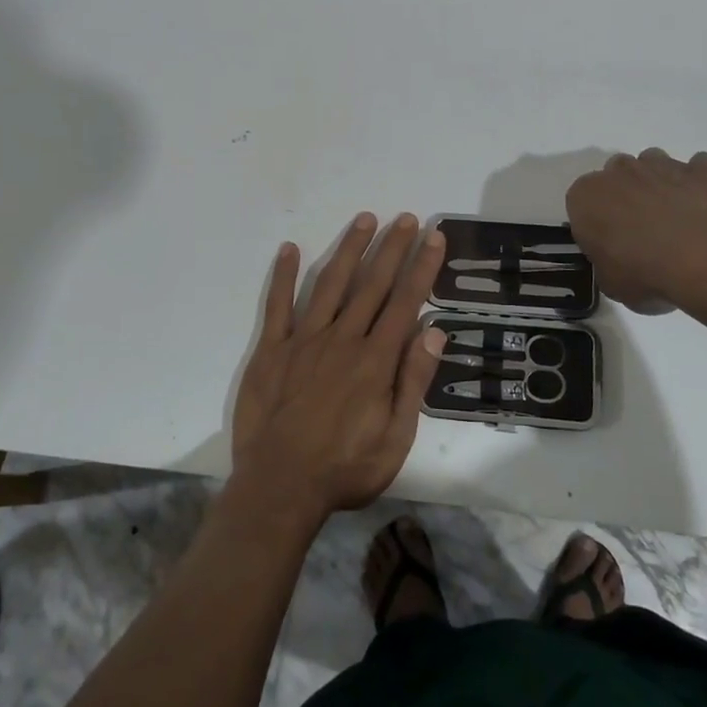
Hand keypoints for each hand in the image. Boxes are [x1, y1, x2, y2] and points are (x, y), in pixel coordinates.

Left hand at [231, 213, 446, 525]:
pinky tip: (291, 249)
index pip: (405, 302)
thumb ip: (414, 382)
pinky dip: (284, 276)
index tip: (434, 237)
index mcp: (375, 360)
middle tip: (407, 218)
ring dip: (349, 250)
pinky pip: (278, 305)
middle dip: (392, 248)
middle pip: (372, 284)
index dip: (422, 267)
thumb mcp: (396, 439)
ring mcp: (304, 340)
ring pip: (331, 284)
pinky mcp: (272, 350)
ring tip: (365, 219)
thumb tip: (435, 331)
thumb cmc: (345, 468)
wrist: (279, 488)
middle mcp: (342, 339)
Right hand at [565, 148, 706, 318]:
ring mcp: (665, 164)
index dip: (596, 223)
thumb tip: (617, 259)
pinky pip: (700, 169)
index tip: (609, 244)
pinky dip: (701, 184)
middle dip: (627, 196)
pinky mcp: (705, 168)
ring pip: (655, 165)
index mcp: (588, 196)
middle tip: (643, 231)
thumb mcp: (611, 283)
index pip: (582, 203)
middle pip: (618, 175)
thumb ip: (606, 261)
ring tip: (677, 219)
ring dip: (660, 184)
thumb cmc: (646, 274)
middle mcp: (621, 171)